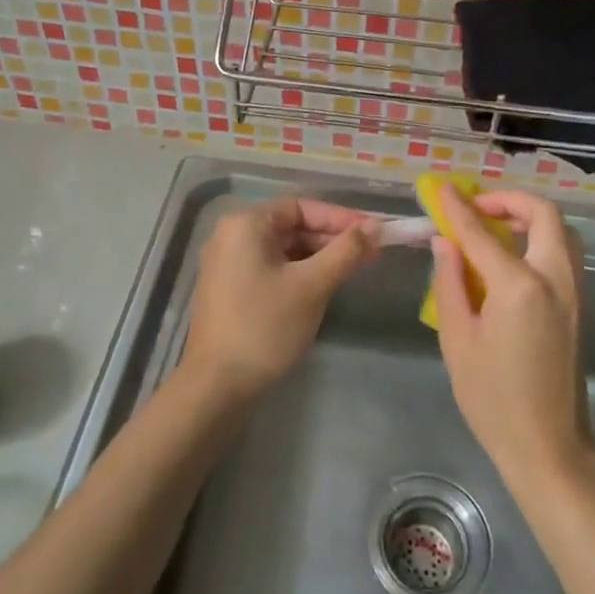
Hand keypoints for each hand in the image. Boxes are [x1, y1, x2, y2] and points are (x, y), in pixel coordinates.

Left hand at [182, 198, 376, 401]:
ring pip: (283, 249)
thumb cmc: (266, 327)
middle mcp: (232, 235)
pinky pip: (271, 268)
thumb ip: (346, 251)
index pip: (301, 207)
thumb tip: (377, 226)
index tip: (373, 232)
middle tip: (372, 253)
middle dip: (332, 239)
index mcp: (246, 224)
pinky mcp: (230, 289)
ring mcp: (228, 264)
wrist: (217, 386)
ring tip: (356, 269)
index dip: (340, 217)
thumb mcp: (312, 285)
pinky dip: (299, 272)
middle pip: (291, 226)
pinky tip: (325, 285)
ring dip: (319, 257)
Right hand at [427, 181, 591, 489]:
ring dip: (529, 217)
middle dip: (509, 200)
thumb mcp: (457, 340)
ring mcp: (573, 291)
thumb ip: (450, 282)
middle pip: (543, 214)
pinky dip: (540, 238)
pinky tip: (510, 256)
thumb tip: (444, 242)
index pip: (482, 232)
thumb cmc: (493, 399)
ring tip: (493, 228)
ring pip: (561, 230)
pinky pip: (563, 252)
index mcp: (519, 287)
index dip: (458, 207)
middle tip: (477, 208)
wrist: (548, 446)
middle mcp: (554, 278)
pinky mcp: (578, 304)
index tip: (441, 189)